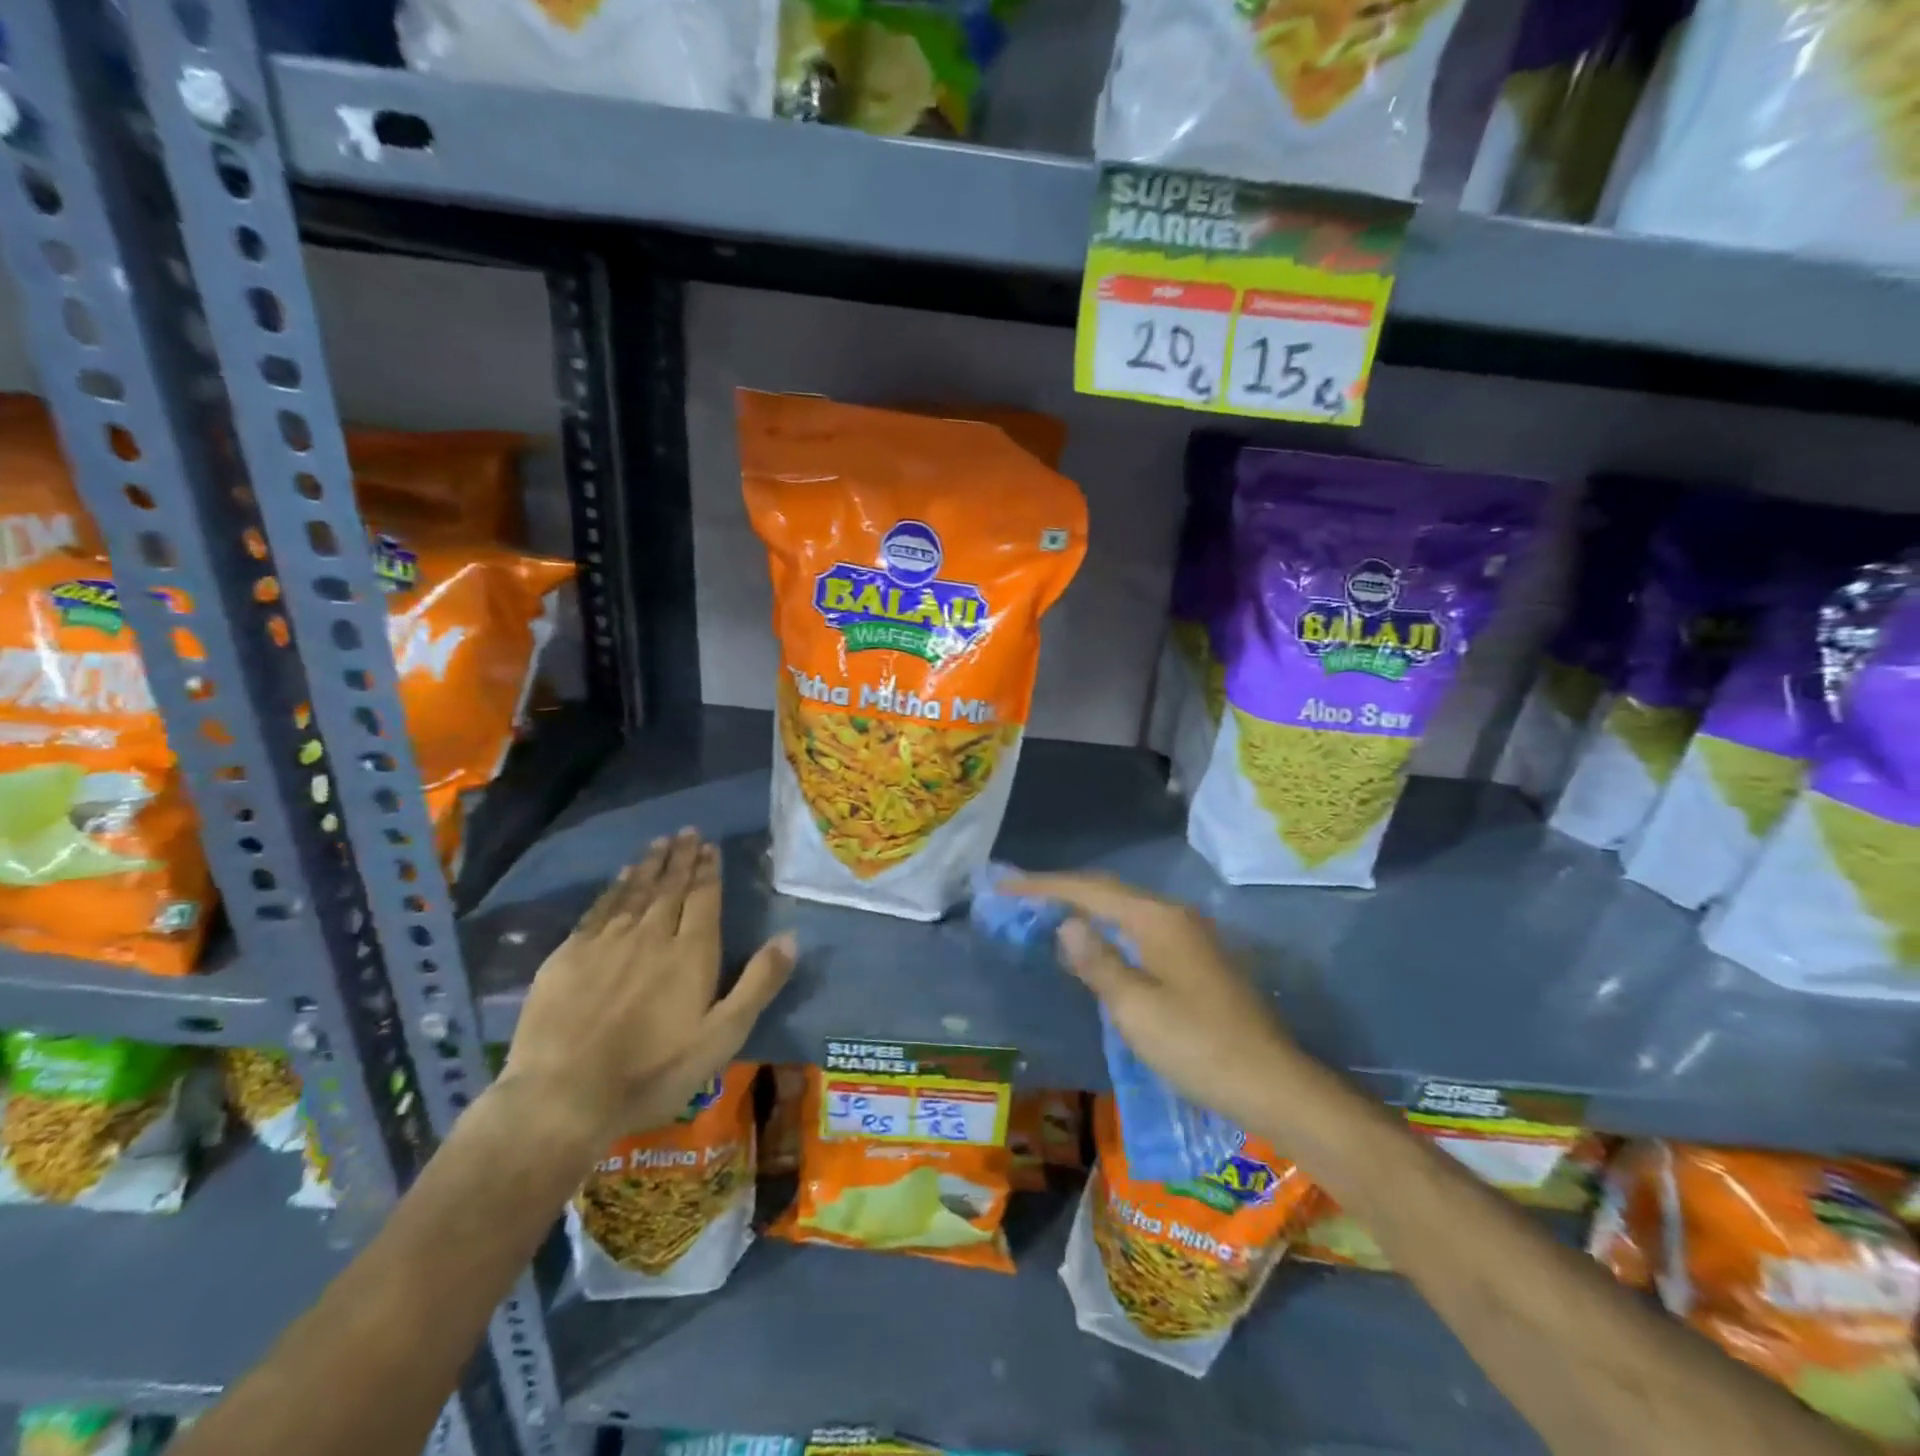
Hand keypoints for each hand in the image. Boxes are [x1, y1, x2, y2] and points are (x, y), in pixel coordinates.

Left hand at [499, 830, 794, 1151]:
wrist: (563, 1096)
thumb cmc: (653, 1071)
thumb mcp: (722, 1036)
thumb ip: (758, 983)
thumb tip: (790, 936)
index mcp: (691, 953)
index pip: (703, 899)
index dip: (708, 871)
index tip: (710, 847)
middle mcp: (651, 936)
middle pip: (670, 888)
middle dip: (681, 858)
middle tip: (687, 832)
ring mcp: (606, 943)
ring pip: (634, 892)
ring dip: (649, 865)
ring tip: (659, 842)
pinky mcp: (568, 956)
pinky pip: (598, 910)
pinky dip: (613, 889)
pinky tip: (619, 878)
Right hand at [1006, 871, 1298, 1131]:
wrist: (1273, 1085)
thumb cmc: (1197, 1046)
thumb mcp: (1135, 1008)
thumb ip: (1097, 961)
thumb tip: (1066, 923)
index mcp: (1157, 919)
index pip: (1090, 890)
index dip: (1044, 886)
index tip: (1005, 885)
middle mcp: (1176, 916)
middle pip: (1109, 892)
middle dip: (1063, 891)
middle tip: (1020, 896)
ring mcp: (1192, 936)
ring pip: (1127, 910)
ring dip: (1087, 909)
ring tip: (1048, 915)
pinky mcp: (1199, 960)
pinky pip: (1141, 929)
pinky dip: (1109, 929)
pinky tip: (1097, 947)